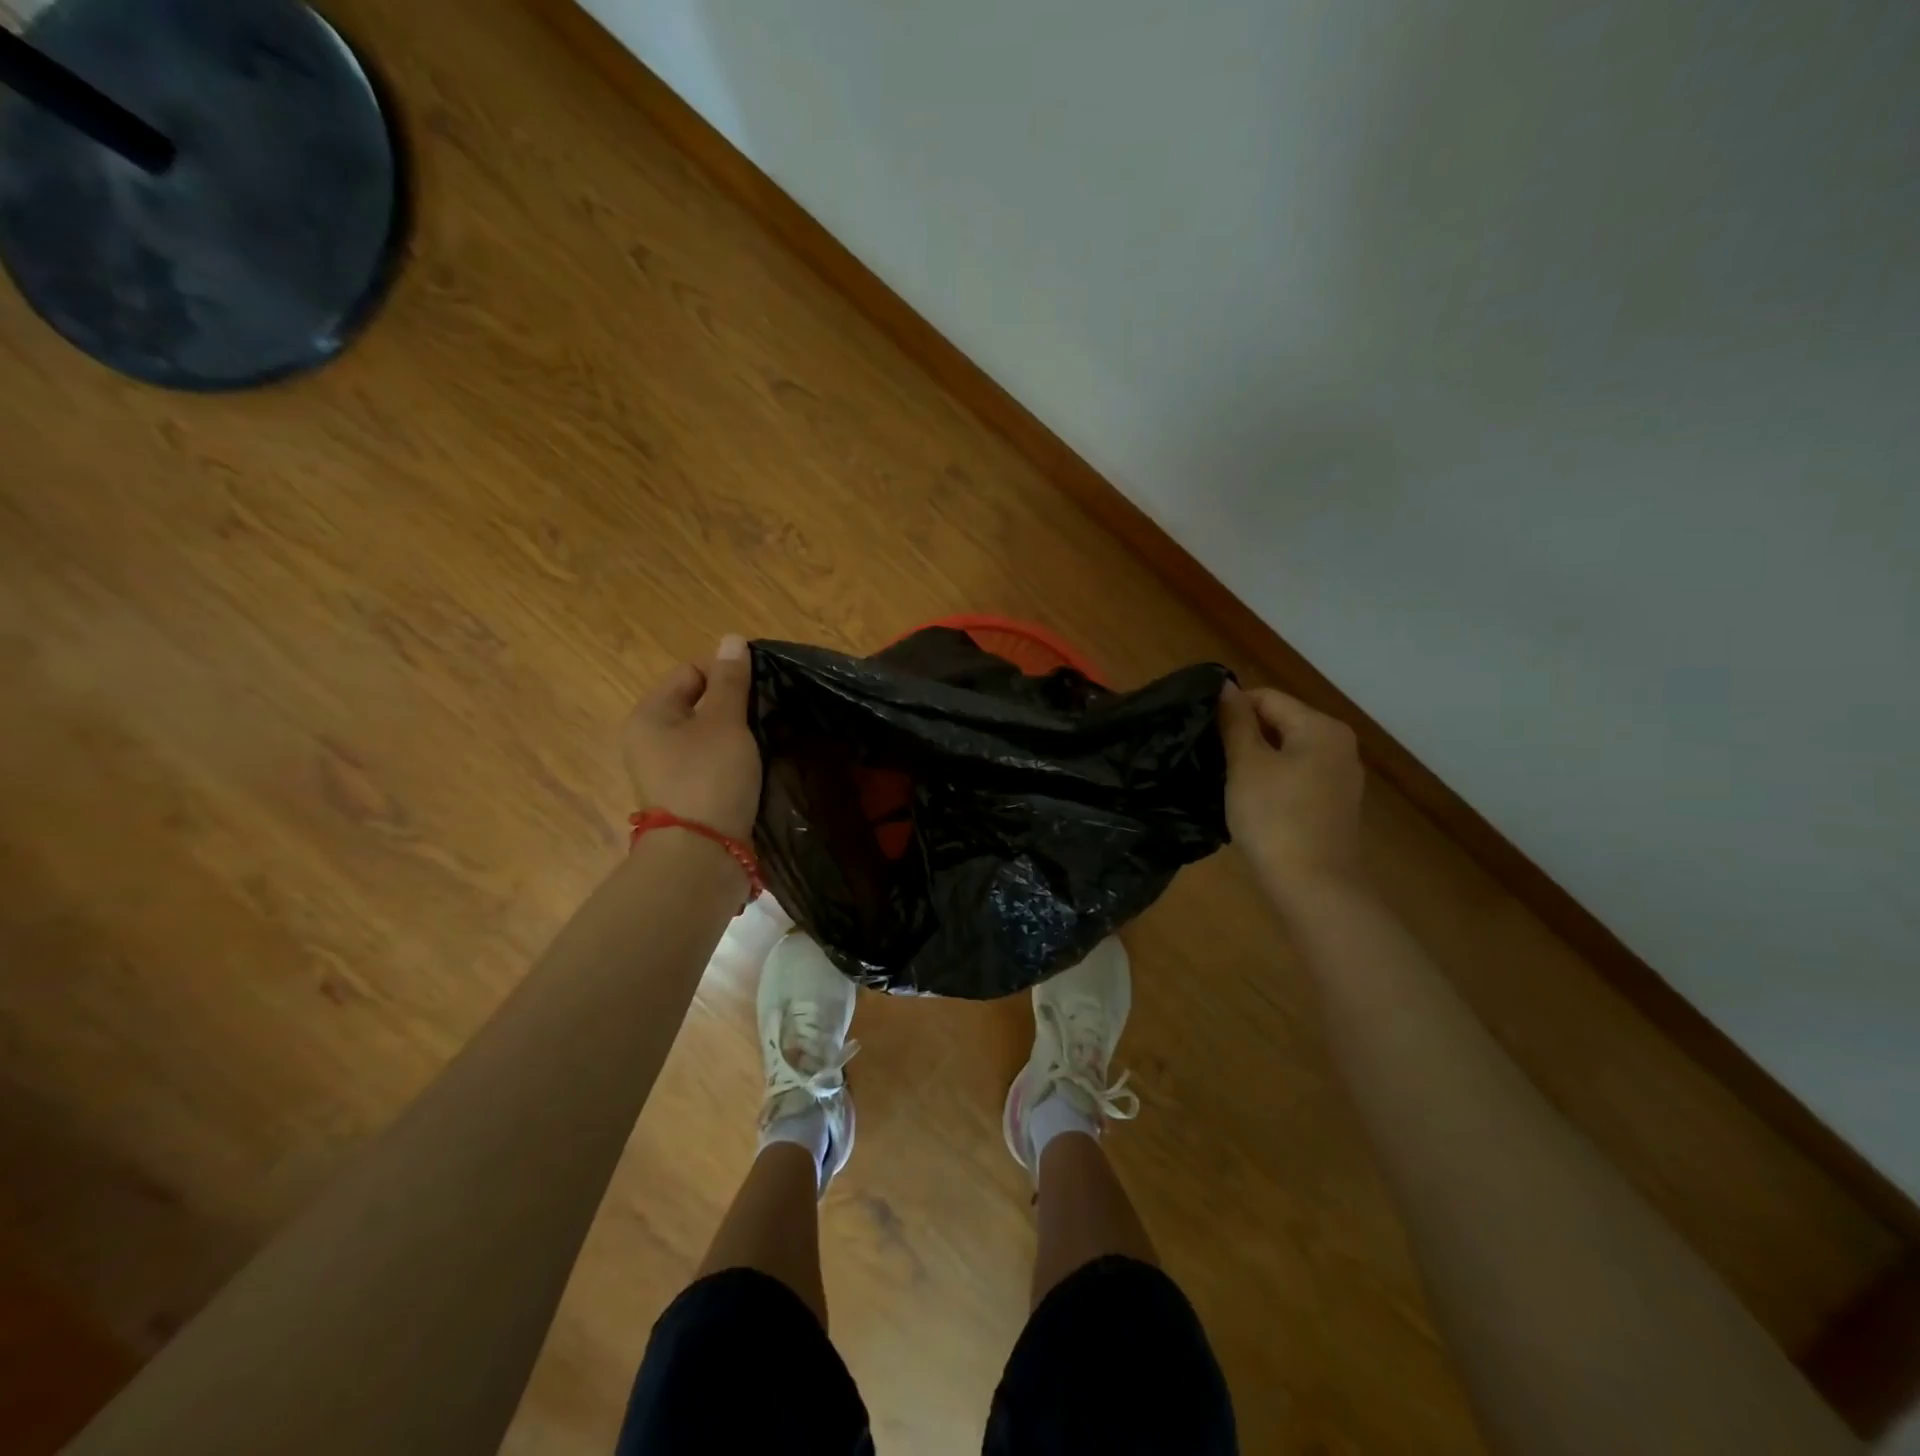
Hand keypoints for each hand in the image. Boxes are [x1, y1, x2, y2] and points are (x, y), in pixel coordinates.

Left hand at [623, 636, 762, 840]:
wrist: (702, 856)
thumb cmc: (710, 778)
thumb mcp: (725, 722)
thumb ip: (731, 681)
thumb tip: (732, 639)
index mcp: (650, 715)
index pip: (689, 672)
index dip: (725, 672)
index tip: (760, 687)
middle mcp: (650, 740)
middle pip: (698, 704)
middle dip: (733, 704)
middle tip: (767, 712)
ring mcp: (666, 772)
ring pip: (707, 736)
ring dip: (736, 734)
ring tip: (767, 736)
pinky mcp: (686, 796)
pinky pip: (711, 764)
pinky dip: (732, 760)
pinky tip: (756, 764)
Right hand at [1218, 681, 1365, 905]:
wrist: (1313, 886)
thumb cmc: (1275, 818)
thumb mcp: (1246, 764)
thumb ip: (1235, 721)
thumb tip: (1225, 687)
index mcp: (1321, 727)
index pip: (1267, 697)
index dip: (1231, 709)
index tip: (1201, 731)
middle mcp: (1339, 745)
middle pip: (1280, 722)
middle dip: (1243, 734)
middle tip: (1208, 755)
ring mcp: (1340, 777)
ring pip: (1287, 751)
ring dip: (1255, 759)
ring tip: (1223, 777)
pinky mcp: (1334, 804)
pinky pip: (1296, 776)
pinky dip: (1272, 780)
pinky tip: (1249, 800)